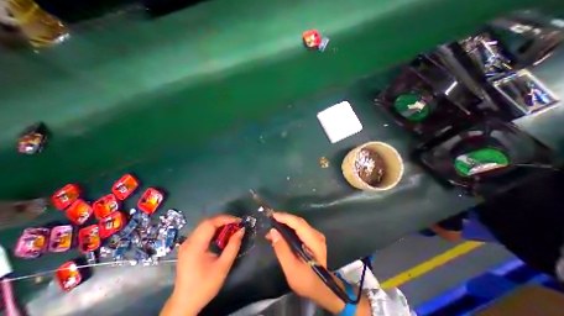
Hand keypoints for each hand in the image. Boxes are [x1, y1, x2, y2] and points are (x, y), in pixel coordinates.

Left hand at [161, 215, 244, 315]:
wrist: (184, 304)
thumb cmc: (204, 286)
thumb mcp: (223, 267)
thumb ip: (233, 246)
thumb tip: (242, 230)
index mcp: (195, 247)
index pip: (210, 224)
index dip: (225, 219)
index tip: (238, 221)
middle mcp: (188, 242)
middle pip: (207, 222)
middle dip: (223, 220)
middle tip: (236, 224)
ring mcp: (186, 244)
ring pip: (204, 226)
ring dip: (219, 224)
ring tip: (231, 228)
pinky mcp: (188, 247)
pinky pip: (202, 232)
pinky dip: (214, 230)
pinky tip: (221, 235)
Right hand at [267, 212, 345, 312]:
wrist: (324, 290)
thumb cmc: (308, 282)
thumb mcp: (291, 269)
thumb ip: (282, 250)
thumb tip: (273, 232)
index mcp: (314, 241)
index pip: (298, 223)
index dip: (285, 217)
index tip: (273, 215)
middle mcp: (316, 235)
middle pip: (298, 222)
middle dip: (283, 220)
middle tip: (270, 222)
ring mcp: (316, 236)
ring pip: (299, 225)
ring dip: (286, 225)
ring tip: (273, 230)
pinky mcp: (314, 239)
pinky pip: (300, 230)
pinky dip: (290, 230)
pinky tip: (282, 235)